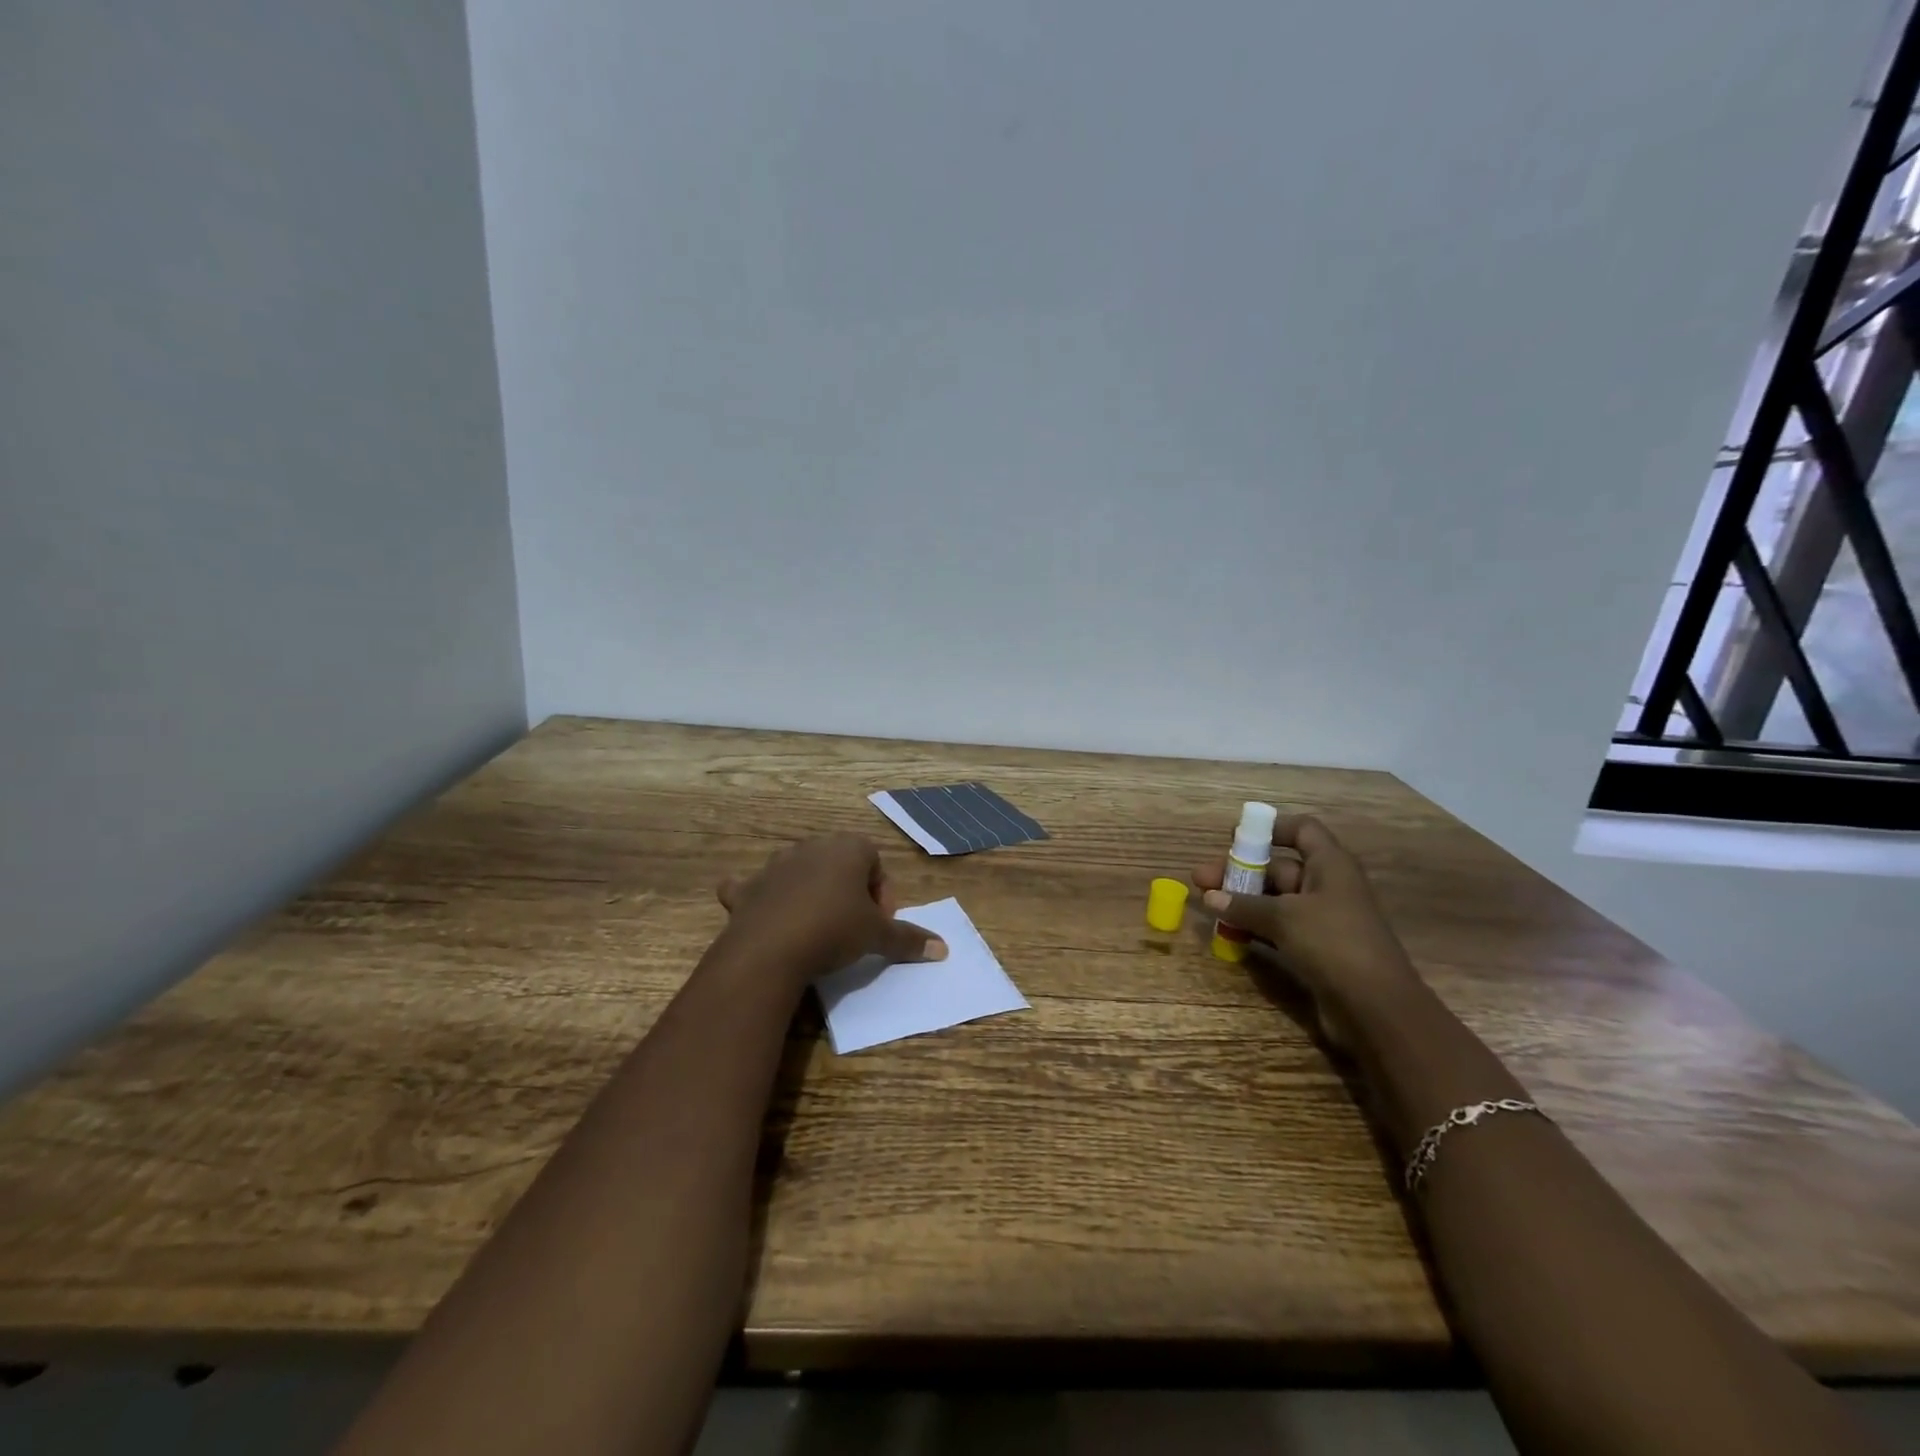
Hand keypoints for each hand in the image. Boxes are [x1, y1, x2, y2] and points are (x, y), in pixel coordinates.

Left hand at [716, 833, 947, 983]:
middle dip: (848, 891)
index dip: (882, 894)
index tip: (879, 923)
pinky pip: (752, 886)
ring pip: (799, 871)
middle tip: (852, 926)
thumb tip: (943, 949)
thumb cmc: (834, 930)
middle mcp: (811, 847)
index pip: (875, 862)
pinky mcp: (747, 888)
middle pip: (839, 864)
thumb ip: (909, 938)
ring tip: (815, 927)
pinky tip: (763, 914)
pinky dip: (757, 897)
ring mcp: (775, 865)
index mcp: (848, 848)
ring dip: (809, 892)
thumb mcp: (877, 936)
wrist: (770, 949)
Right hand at [1193, 816, 1422, 1043]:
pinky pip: (1279, 927)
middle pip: (1279, 867)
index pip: (1303, 830)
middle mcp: (1327, 886)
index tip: (1235, 837)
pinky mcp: (1316, 948)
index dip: (1271, 828)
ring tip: (1207, 905)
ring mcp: (1322, 919)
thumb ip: (1243, 905)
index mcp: (1330, 865)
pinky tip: (1229, 932)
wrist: (1376, 1007)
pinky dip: (1255, 926)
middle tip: (1201, 881)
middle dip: (1240, 872)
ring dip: (1243, 901)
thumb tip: (1209, 897)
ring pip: (1275, 900)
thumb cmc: (1333, 944)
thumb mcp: (1283, 918)